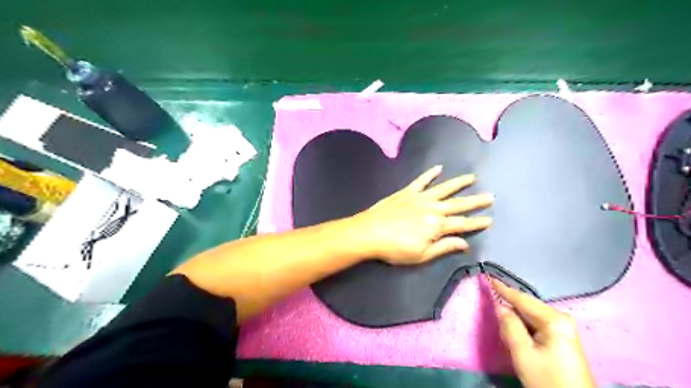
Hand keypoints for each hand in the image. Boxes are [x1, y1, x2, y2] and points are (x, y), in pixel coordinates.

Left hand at [349, 165, 494, 264]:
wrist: (369, 232)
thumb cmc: (394, 248)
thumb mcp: (421, 255)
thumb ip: (444, 247)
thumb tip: (465, 243)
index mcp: (436, 226)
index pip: (462, 224)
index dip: (477, 223)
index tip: (490, 219)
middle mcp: (432, 208)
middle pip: (457, 204)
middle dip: (475, 201)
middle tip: (490, 196)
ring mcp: (419, 198)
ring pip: (443, 188)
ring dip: (458, 183)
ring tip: (472, 177)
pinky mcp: (406, 192)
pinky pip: (421, 180)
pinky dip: (430, 174)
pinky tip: (438, 168)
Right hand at [492, 281, 599, 387]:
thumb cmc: (546, 379)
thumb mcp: (523, 353)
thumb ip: (509, 325)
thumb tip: (500, 306)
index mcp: (553, 319)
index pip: (522, 299)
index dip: (503, 289)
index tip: (488, 277)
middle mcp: (561, 318)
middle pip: (527, 306)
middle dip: (510, 306)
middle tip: (493, 308)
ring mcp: (564, 327)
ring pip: (531, 315)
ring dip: (516, 318)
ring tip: (504, 326)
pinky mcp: (563, 337)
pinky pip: (537, 324)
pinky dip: (524, 326)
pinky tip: (518, 334)